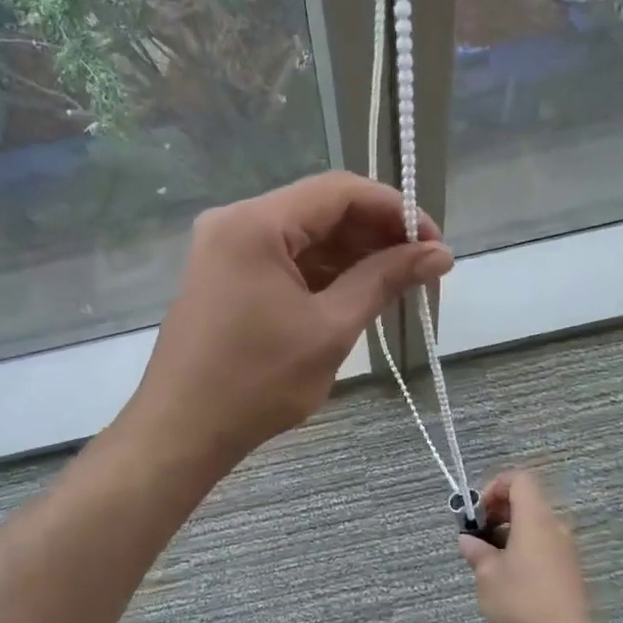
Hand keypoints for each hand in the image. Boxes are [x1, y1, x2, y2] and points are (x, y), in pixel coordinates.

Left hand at [129, 171, 452, 469]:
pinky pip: (284, 257)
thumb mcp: (330, 328)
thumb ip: (385, 280)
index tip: (433, 242)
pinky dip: (322, 271)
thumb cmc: (256, 382)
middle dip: (375, 233)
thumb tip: (440, 253)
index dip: (394, 209)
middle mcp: (235, 221)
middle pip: (320, 208)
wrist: (181, 431)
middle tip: (421, 266)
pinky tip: (357, 292)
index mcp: (255, 223)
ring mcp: (225, 247)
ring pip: (303, 234)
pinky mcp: (224, 274)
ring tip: (398, 282)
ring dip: (351, 253)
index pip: (339, 190)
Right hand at [460, 470, 601, 622]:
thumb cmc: (522, 601)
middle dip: (498, 512)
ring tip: (491, 561)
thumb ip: (476, 552)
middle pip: (526, 501)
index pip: (518, 479)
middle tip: (479, 536)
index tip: (478, 513)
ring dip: (510, 533)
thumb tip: (468, 541)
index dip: (494, 487)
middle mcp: (554, 526)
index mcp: (535, 518)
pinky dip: (525, 548)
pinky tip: (511, 577)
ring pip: (535, 525)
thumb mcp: (487, 576)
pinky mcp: (570, 569)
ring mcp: (566, 548)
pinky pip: (544, 544)